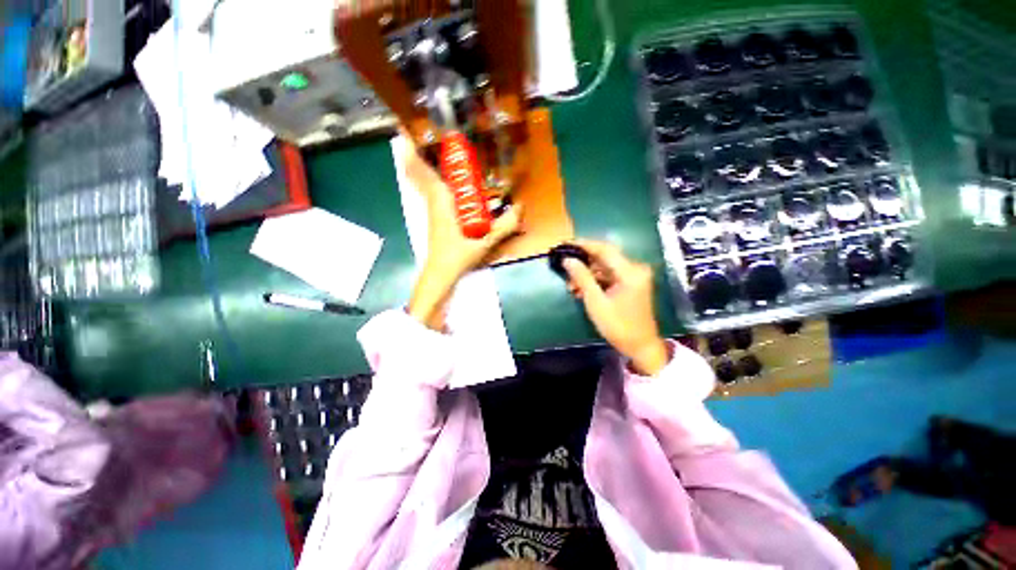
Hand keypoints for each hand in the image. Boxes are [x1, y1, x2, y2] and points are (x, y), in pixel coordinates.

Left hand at [402, 139, 522, 329]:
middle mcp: (433, 201)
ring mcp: (432, 209)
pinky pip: (430, 191)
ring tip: (432, 146)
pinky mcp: (435, 217)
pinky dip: (429, 179)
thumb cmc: (458, 256)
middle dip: (418, 151)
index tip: (407, 128)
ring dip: (423, 164)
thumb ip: (504, 225)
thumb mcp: (484, 241)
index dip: (414, 150)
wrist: (441, 274)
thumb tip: (520, 207)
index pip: (423, 171)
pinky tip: (444, 178)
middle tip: (427, 131)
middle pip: (419, 172)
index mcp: (441, 202)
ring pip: (423, 182)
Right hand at [563, 240, 669, 375]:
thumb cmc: (618, 326)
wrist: (640, 346)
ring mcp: (634, 276)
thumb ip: (582, 278)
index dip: (584, 244)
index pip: (604, 249)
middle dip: (583, 262)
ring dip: (587, 273)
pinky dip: (595, 280)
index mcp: (630, 272)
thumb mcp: (596, 302)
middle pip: (604, 257)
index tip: (566, 244)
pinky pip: (609, 276)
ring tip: (570, 284)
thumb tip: (568, 260)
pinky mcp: (631, 283)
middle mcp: (635, 269)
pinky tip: (581, 289)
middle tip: (564, 266)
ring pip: (605, 267)